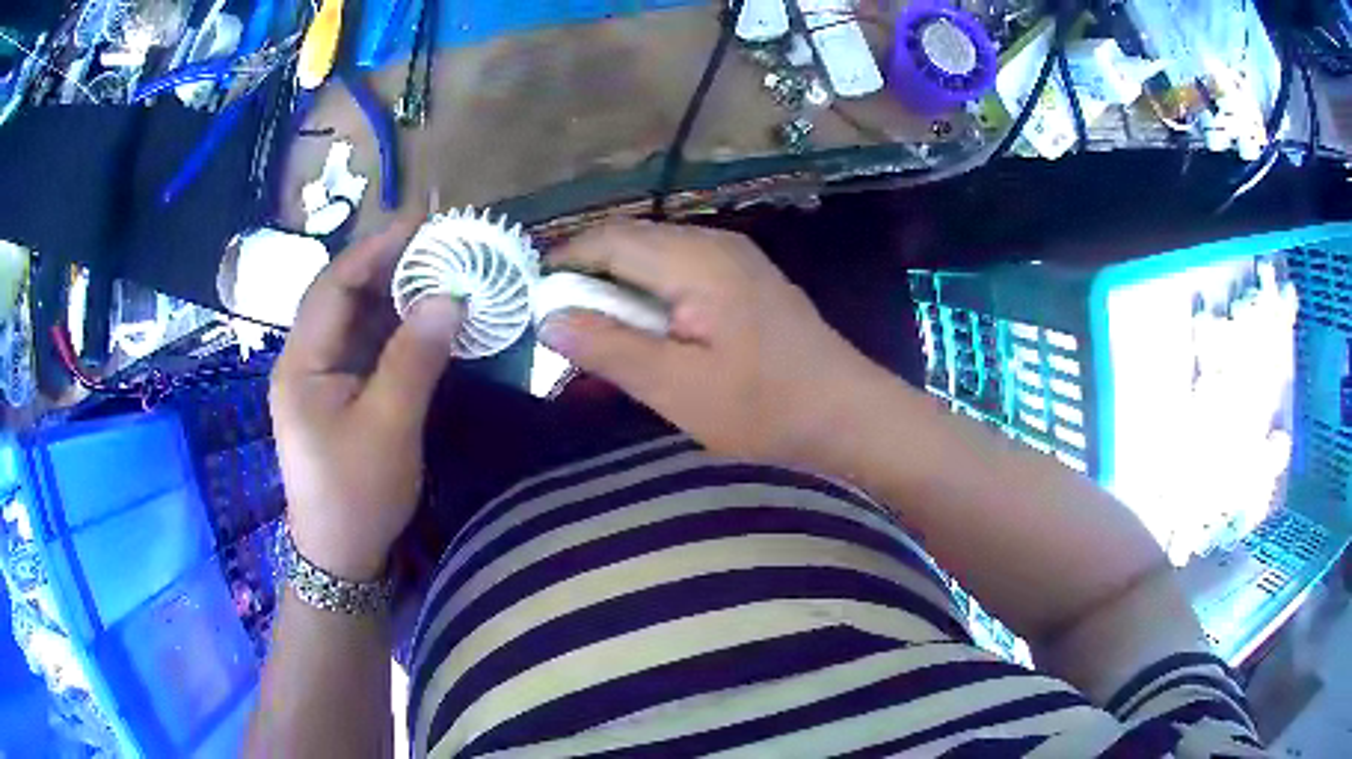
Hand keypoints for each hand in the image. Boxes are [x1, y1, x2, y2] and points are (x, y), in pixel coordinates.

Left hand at [271, 217, 463, 580]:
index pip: (334, 286)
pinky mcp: (342, 392)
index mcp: (301, 363)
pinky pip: (369, 345)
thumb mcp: (389, 428)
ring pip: (359, 318)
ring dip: (397, 292)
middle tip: (441, 239)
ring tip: (443, 266)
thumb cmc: (357, 495)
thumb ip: (414, 359)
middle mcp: (306, 359)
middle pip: (345, 295)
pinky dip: (399, 325)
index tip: (423, 222)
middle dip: (389, 263)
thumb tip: (450, 297)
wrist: (342, 556)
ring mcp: (323, 376)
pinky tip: (429, 314)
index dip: (376, 248)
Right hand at [539, 221, 881, 463]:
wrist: (850, 416)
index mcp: (695, 259)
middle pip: (629, 245)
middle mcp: (713, 244)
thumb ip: (609, 347)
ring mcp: (734, 260)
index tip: (532, 305)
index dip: (563, 264)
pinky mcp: (744, 283)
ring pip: (653, 261)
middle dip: (588, 282)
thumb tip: (548, 317)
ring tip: (596, 342)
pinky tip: (645, 340)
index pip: (608, 239)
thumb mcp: (677, 386)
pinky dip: (650, 303)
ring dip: (618, 295)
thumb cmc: (766, 407)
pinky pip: (680, 277)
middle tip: (561, 332)